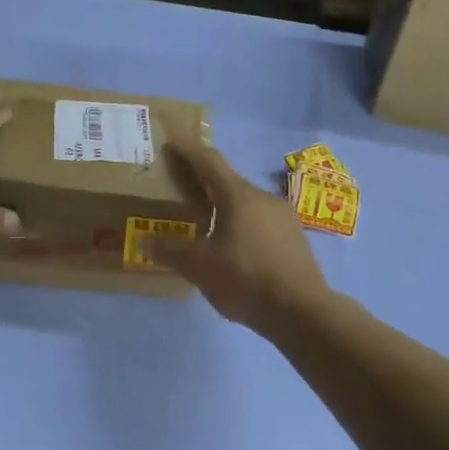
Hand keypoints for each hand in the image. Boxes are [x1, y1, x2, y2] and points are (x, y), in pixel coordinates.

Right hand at [155, 141, 332, 332]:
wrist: (302, 312)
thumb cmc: (246, 280)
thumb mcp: (200, 268)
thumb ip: (171, 251)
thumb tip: (146, 241)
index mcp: (238, 196)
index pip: (209, 161)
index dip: (189, 148)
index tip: (173, 138)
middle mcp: (263, 198)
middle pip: (227, 182)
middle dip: (203, 182)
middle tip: (181, 189)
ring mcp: (283, 217)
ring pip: (246, 204)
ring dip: (223, 207)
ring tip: (204, 224)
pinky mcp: (295, 238)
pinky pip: (260, 222)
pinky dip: (241, 225)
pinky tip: (233, 248)